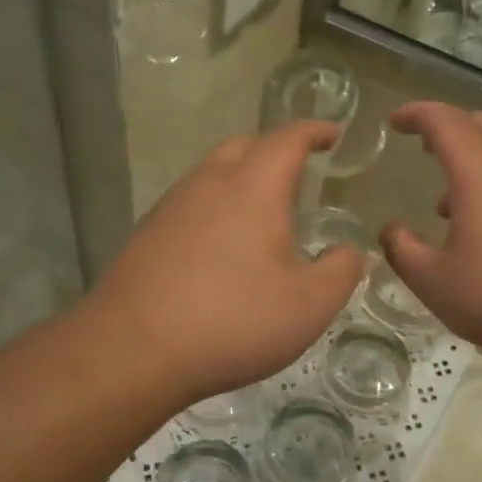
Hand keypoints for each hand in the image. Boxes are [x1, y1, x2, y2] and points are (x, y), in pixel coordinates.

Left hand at [87, 122, 363, 403]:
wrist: (133, 350)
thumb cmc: (233, 320)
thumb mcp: (309, 304)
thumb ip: (341, 271)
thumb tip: (349, 251)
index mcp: (253, 187)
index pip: (288, 139)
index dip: (314, 130)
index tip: (332, 132)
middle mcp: (208, 184)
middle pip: (244, 146)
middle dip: (275, 150)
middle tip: (298, 172)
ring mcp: (171, 207)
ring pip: (212, 173)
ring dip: (241, 179)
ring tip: (263, 213)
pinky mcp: (147, 235)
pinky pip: (191, 204)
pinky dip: (215, 208)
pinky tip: (222, 248)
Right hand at [379, 103, 481, 367]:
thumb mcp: (434, 282)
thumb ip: (402, 250)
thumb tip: (390, 230)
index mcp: (480, 172)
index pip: (444, 121)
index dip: (416, 114)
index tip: (395, 122)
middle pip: (480, 122)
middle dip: (447, 126)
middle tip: (422, 147)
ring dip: (473, 156)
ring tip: (447, 201)